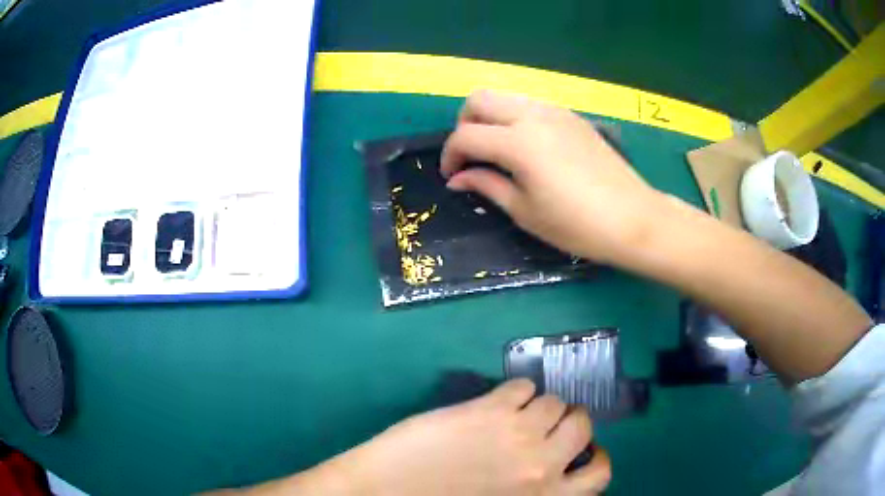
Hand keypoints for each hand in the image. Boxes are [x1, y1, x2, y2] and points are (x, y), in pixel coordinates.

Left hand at [333, 379, 610, 495]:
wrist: (384, 495)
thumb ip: (537, 491)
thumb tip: (555, 469)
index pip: (599, 475)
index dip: (594, 457)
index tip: (582, 451)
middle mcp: (542, 467)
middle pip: (582, 425)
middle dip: (569, 422)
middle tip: (548, 425)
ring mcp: (517, 436)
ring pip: (554, 401)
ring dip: (542, 405)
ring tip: (520, 412)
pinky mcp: (488, 411)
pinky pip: (522, 386)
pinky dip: (517, 390)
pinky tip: (500, 402)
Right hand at [441, 90, 661, 264]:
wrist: (633, 218)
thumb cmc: (577, 224)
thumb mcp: (524, 211)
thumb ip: (486, 186)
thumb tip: (458, 179)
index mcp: (518, 142)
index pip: (466, 136)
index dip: (450, 156)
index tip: (452, 177)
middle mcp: (532, 115)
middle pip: (479, 99)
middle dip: (465, 124)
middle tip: (472, 156)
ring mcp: (555, 111)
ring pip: (505, 97)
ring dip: (490, 118)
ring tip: (497, 150)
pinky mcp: (572, 116)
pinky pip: (530, 105)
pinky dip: (515, 118)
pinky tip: (527, 147)